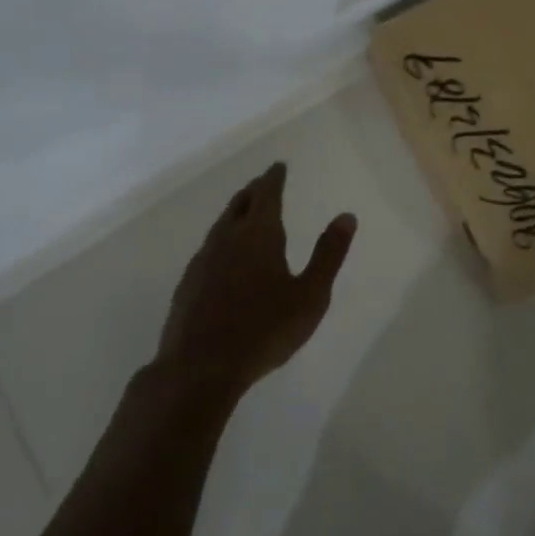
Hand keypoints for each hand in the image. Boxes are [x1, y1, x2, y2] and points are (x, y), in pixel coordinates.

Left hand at [155, 162, 356, 404]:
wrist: (199, 369)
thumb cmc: (264, 330)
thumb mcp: (310, 295)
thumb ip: (328, 254)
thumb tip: (347, 216)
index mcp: (259, 234)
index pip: (267, 194)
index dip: (274, 178)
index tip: (278, 166)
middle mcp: (227, 238)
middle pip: (240, 204)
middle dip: (254, 191)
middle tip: (264, 184)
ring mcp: (203, 261)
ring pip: (221, 225)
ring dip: (235, 213)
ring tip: (245, 213)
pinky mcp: (188, 284)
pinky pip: (209, 248)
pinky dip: (222, 239)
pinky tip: (224, 257)